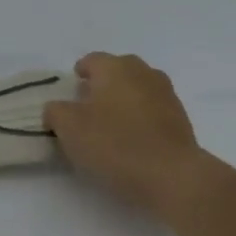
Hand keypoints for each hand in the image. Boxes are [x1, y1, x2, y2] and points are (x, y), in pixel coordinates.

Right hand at [44, 53, 234, 221]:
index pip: (90, 60)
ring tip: (108, 127)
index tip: (70, 93)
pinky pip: (151, 110)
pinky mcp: (180, 118)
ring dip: (121, 102)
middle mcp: (143, 72)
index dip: (77, 75)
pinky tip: (130, 141)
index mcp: (115, 68)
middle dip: (101, 86)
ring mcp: (166, 94)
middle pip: (117, 71)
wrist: (170, 174)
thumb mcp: (69, 128)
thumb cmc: (114, 144)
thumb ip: (55, 112)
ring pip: (136, 90)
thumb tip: (56, 108)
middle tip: (86, 110)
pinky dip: (139, 119)